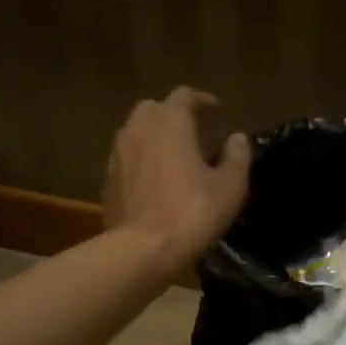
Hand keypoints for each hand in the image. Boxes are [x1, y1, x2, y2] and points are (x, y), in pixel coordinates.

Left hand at [104, 87, 250, 269]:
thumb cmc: (192, 212)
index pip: (184, 96)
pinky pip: (128, 158)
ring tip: (174, 156)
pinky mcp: (108, 178)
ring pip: (137, 132)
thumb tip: (237, 138)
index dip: (202, 100)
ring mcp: (118, 153)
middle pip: (155, 109)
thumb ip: (237, 157)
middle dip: (174, 115)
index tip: (216, 110)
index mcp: (170, 122)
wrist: (142, 248)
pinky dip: (142, 160)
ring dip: (155, 137)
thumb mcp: (229, 187)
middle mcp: (139, 128)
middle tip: (193, 132)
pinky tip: (155, 180)